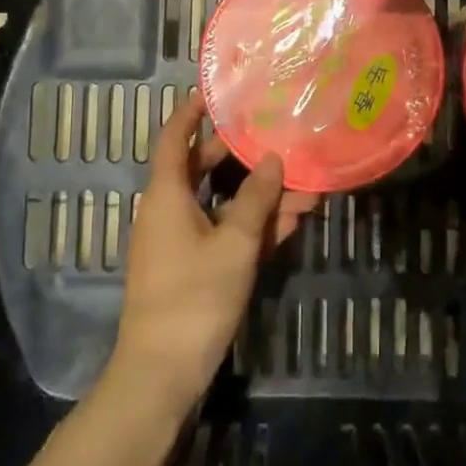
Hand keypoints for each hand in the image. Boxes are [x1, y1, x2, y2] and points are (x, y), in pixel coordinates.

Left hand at [105, 91, 284, 417]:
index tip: (214, 91)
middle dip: (239, 153)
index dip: (190, 112)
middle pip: (202, 168)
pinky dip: (253, 225)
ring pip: (222, 204)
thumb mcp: (233, 243)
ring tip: (303, 182)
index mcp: (166, 195)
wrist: (162, 375)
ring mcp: (181, 242)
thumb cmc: (194, 298)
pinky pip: (225, 232)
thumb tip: (273, 159)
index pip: (174, 139)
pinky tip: (292, 219)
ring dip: (259, 195)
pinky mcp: (194, 268)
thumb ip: (256, 199)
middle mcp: (169, 211)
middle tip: (272, 132)